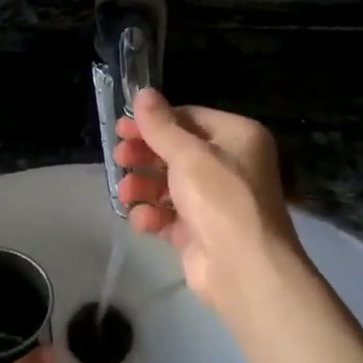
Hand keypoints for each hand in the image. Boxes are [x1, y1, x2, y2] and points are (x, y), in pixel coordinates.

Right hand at [114, 89, 303, 325]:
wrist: (244, 268)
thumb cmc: (220, 198)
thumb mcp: (188, 154)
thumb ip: (161, 125)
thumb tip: (143, 93)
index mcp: (238, 137)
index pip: (189, 118)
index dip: (154, 122)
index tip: (122, 128)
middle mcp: (231, 165)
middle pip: (177, 151)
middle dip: (145, 156)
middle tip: (119, 158)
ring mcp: (216, 200)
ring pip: (170, 184)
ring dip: (144, 187)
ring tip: (125, 194)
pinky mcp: (202, 231)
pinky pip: (171, 216)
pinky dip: (154, 216)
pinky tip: (141, 220)